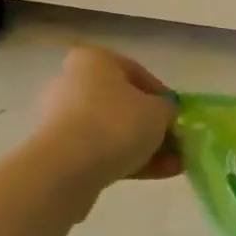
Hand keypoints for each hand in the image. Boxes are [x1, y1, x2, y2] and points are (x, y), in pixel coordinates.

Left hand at [34, 47, 182, 185]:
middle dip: (151, 124)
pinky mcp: (59, 150)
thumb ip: (167, 108)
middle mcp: (73, 84)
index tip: (176, 112)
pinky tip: (158, 174)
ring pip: (113, 130)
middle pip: (122, 104)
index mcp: (94, 61)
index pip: (136, 72)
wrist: (68, 167)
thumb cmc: (118, 123)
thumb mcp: (160, 111)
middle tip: (175, 140)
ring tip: (173, 165)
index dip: (162, 94)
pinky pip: (101, 150)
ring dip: (145, 146)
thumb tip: (164, 113)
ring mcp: (62, 118)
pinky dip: (128, 159)